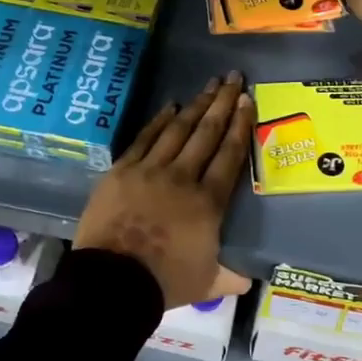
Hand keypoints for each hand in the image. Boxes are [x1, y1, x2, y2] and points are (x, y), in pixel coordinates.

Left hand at [75, 73, 253, 309]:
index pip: (230, 155)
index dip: (240, 125)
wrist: (112, 282)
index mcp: (208, 202)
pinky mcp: (122, 171)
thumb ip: (230, 276)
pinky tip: (170, 106)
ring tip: (208, 85)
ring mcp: (150, 170)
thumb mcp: (207, 283)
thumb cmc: (164, 282)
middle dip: (222, 102)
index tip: (247, 100)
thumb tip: (249, 279)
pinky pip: (145, 138)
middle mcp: (183, 177)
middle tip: (232, 77)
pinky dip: (159, 120)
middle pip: (207, 133)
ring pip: (178, 130)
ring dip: (196, 105)